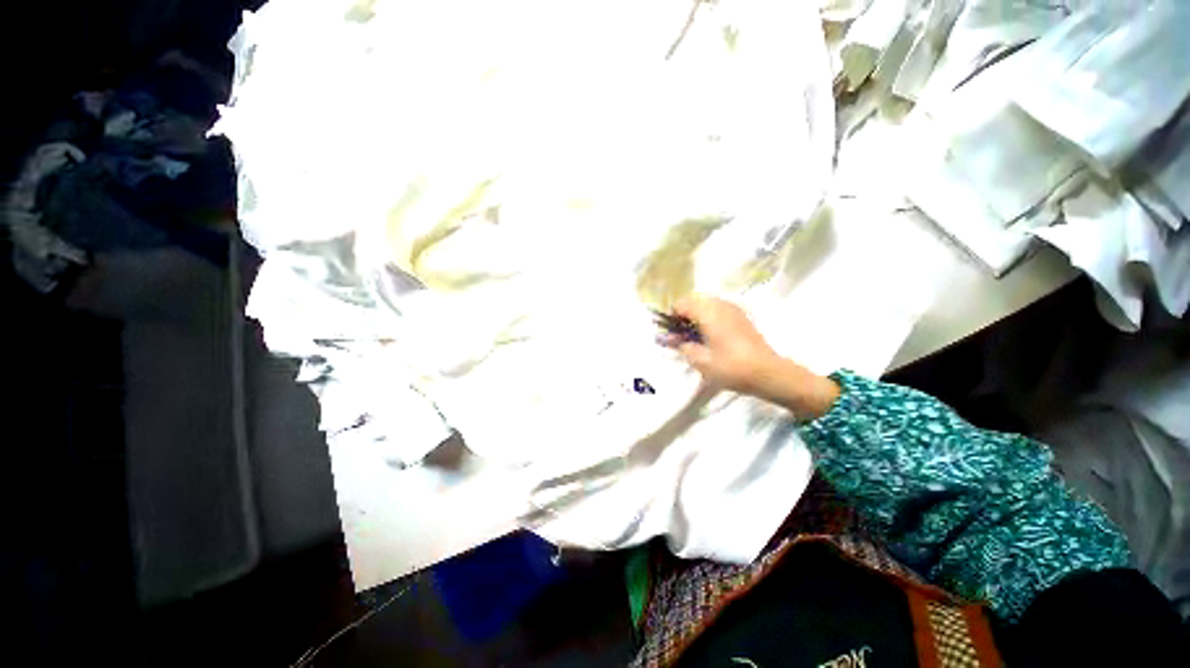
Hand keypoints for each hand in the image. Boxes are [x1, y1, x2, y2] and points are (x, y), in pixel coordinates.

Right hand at [664, 296, 839, 417]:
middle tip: (680, 335)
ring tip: (694, 336)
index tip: (670, 334)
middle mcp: (720, 305)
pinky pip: (718, 309)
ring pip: (706, 303)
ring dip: (696, 315)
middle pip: (693, 300)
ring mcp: (733, 309)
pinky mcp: (741, 316)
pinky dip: (709, 317)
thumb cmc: (731, 367)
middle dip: (683, 314)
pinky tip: (711, 336)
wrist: (768, 373)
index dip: (671, 317)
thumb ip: (683, 347)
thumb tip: (673, 340)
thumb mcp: (701, 361)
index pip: (681, 304)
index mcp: (708, 312)